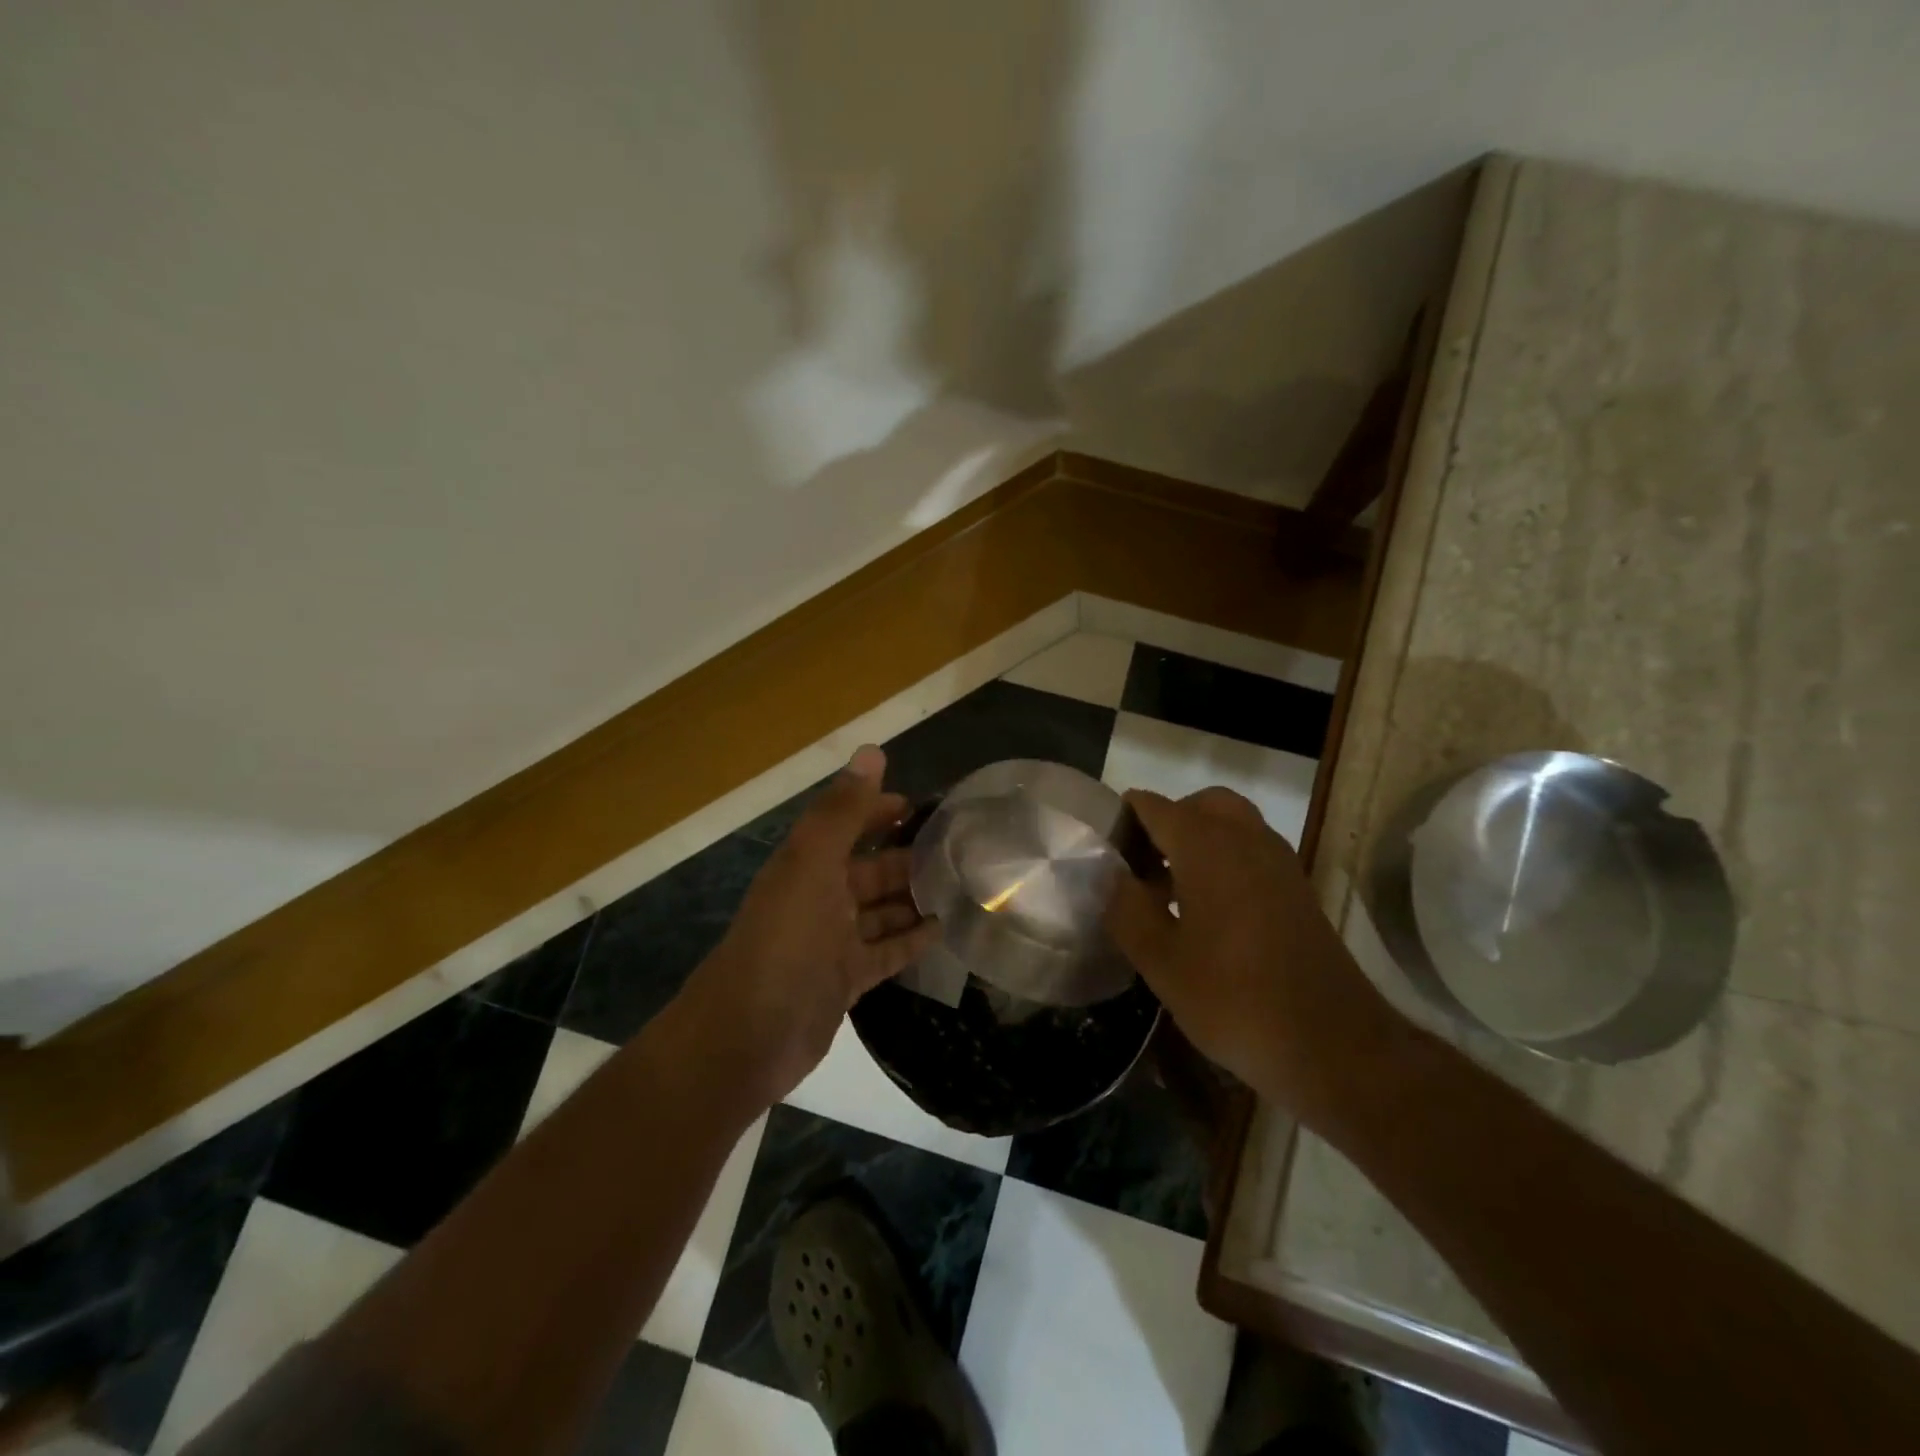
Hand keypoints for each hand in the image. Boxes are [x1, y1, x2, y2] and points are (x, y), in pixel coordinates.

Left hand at [675, 745, 938, 1105]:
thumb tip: (872, 750)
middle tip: (961, 850)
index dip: (880, 810)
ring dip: (913, 898)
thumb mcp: (812, 865)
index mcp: (808, 865)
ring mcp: (832, 941)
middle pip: (870, 869)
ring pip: (881, 911)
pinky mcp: (845, 980)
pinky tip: (944, 931)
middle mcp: (819, 897)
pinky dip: (910, 941)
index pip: (849, 824)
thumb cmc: (784, 941)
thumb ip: (843, 812)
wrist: (747, 1036)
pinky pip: (885, 952)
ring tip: (962, 887)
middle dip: (908, 856)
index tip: (925, 805)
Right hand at [1105, 787, 1396, 1117]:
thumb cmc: (1234, 999)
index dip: (1123, 821)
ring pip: (1231, 824)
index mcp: (1206, 846)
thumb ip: (1127, 910)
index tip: (1104, 854)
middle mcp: (1246, 839)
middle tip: (1143, 866)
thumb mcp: (1161, 962)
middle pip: (1199, 805)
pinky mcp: (1298, 889)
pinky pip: (1253, 851)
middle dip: (1167, 823)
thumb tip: (1113, 877)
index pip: (1153, 806)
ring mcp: (1279, 862)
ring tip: (1171, 892)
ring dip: (1199, 840)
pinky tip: (1209, 912)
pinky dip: (1226, 860)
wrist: (1333, 1044)